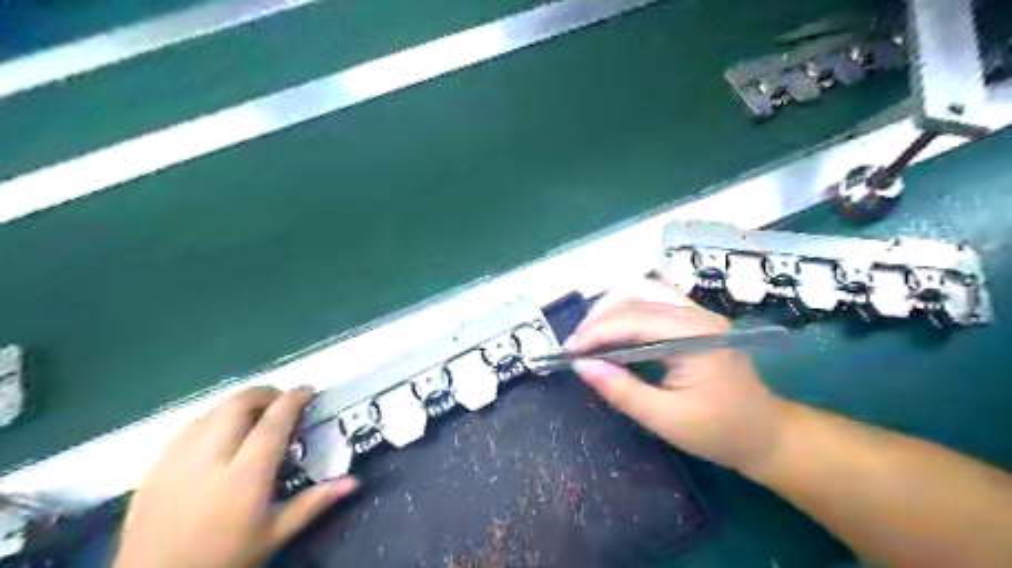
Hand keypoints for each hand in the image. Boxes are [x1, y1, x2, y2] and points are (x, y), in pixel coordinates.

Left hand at [113, 387, 359, 567]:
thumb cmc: (224, 560)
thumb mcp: (274, 534)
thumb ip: (313, 502)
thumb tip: (354, 481)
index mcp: (245, 475)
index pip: (273, 422)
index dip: (293, 399)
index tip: (307, 390)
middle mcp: (210, 458)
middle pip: (238, 404)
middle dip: (264, 393)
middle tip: (281, 400)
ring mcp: (177, 460)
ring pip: (211, 410)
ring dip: (237, 404)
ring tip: (253, 415)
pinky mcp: (154, 468)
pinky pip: (188, 427)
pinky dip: (211, 419)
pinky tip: (218, 435)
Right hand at [566, 277, 784, 471]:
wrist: (766, 434)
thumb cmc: (718, 431)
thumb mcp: (665, 419)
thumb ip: (622, 390)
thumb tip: (582, 366)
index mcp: (696, 337)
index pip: (635, 320)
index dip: (597, 332)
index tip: (569, 351)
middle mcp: (698, 314)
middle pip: (637, 296)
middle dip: (600, 318)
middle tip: (576, 346)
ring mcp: (698, 313)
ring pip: (643, 291)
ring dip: (611, 309)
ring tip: (590, 336)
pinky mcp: (695, 319)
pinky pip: (653, 300)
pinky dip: (626, 310)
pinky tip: (614, 329)